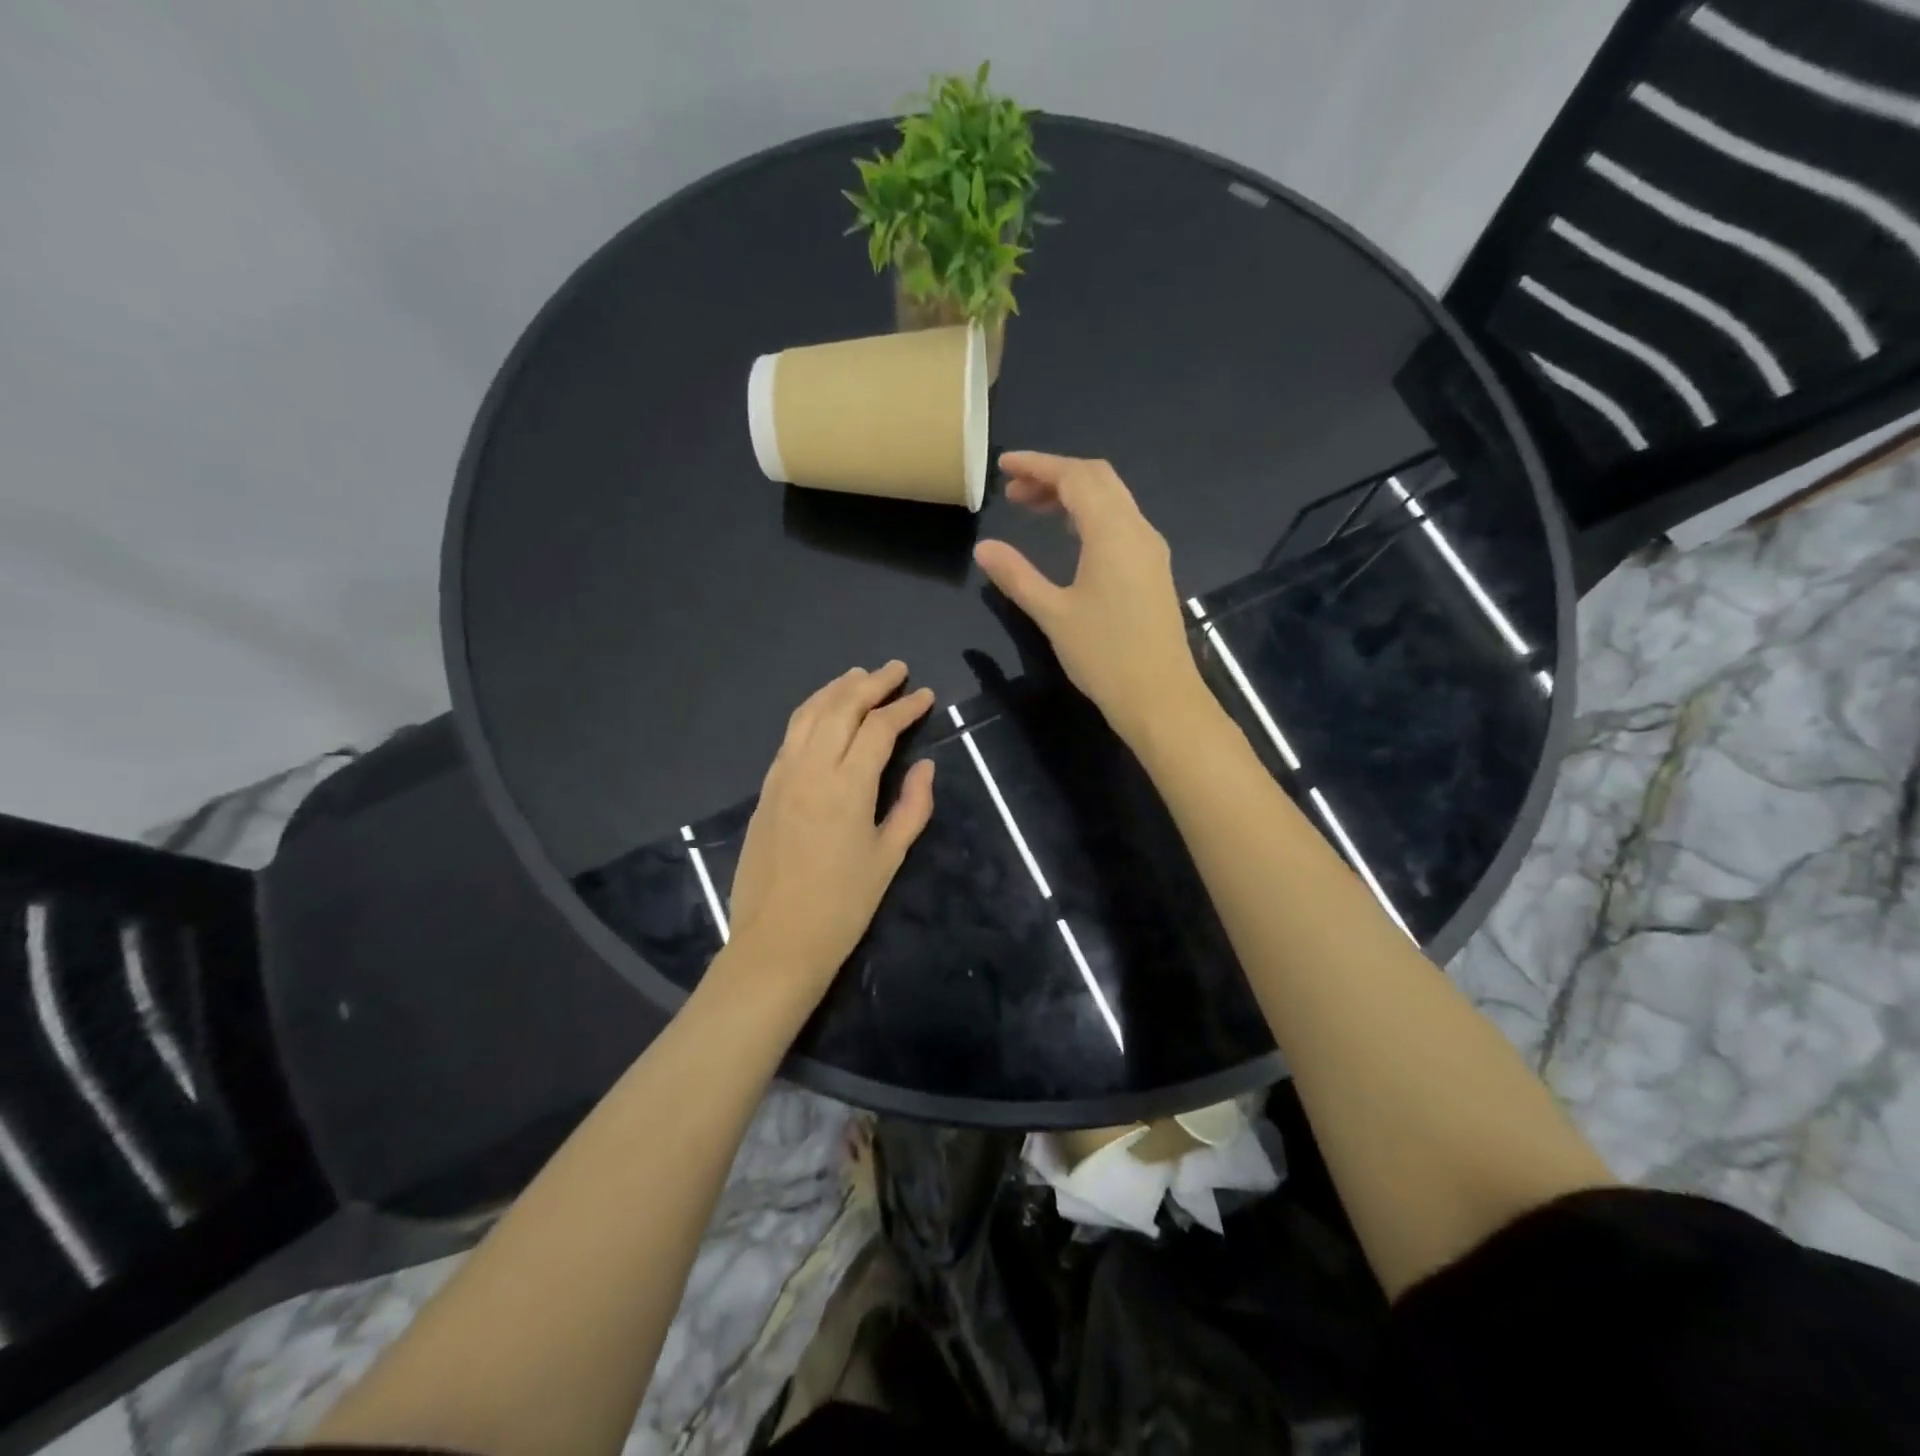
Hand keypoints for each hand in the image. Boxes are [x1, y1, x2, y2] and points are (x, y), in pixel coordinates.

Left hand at [726, 662, 935, 998]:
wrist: (777, 941)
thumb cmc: (843, 905)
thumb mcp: (889, 856)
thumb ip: (912, 806)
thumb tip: (924, 765)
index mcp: (847, 786)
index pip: (878, 729)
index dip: (905, 707)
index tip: (925, 695)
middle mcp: (811, 769)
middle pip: (841, 709)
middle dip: (871, 683)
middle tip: (896, 669)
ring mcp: (782, 776)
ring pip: (808, 715)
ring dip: (836, 689)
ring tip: (859, 675)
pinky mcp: (766, 789)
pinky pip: (790, 736)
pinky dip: (810, 713)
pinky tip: (823, 712)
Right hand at [974, 452, 1205, 747]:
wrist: (1160, 697)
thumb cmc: (1104, 656)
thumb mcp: (1053, 614)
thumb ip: (1017, 576)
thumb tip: (984, 548)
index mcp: (1113, 533)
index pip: (1075, 477)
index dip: (1038, 465)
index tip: (1004, 466)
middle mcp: (1138, 530)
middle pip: (1098, 479)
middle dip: (1054, 475)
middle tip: (1014, 491)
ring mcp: (1150, 550)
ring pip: (1112, 500)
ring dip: (1073, 495)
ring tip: (1032, 508)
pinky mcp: (1153, 570)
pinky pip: (1121, 522)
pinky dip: (1090, 515)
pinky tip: (1069, 535)